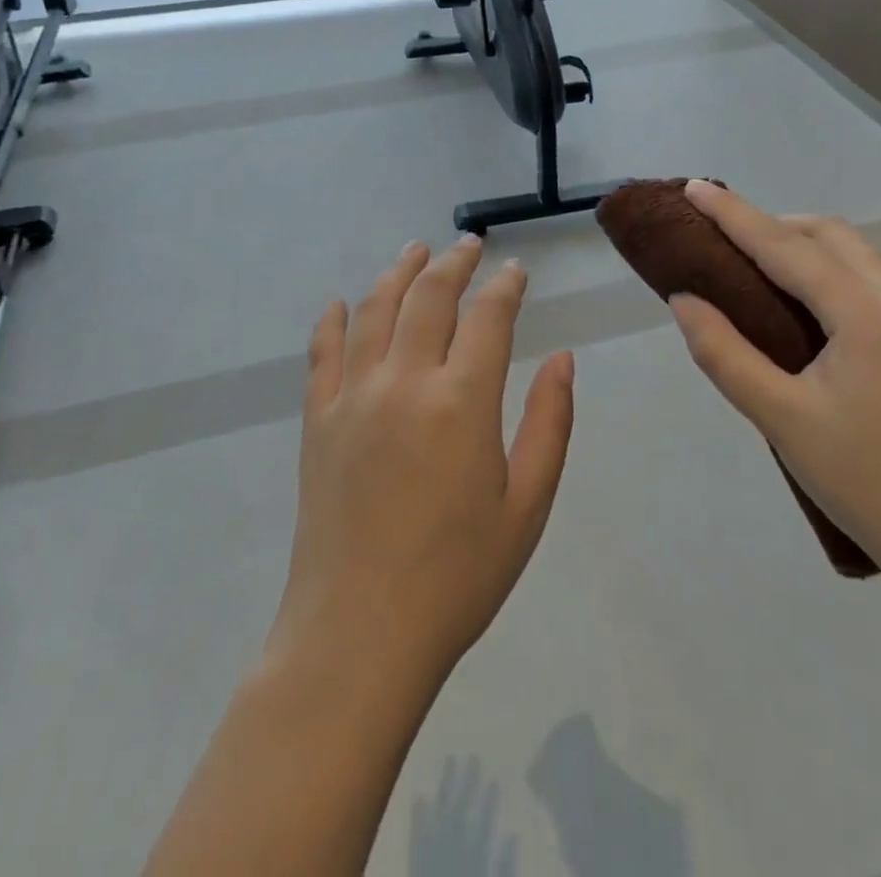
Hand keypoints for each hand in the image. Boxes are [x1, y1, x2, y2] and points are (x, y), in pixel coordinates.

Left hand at [268, 237, 575, 688]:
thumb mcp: (526, 505)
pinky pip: (322, 353)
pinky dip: (331, 321)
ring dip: (397, 272)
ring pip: (374, 310)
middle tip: (468, 246)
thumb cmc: (457, 576)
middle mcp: (404, 382)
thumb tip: (563, 359)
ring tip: (414, 250)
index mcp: (462, 401)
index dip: (505, 287)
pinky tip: (339, 304)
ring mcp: (353, 397)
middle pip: (428, 297)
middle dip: (452, 263)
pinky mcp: (317, 420)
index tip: (515, 272)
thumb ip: (549, 423)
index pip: (488, 317)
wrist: (359, 634)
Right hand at [669, 181, 880, 583]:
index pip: (786, 246)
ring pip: (858, 257)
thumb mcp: (782, 419)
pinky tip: (809, 309)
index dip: (734, 215)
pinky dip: (832, 274)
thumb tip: (684, 300)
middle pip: (830, 236)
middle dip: (773, 225)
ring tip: (757, 269)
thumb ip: (724, 353)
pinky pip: (875, 284)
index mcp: (869, 312)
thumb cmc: (869, 484)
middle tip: (723, 238)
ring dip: (805, 247)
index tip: (694, 187)